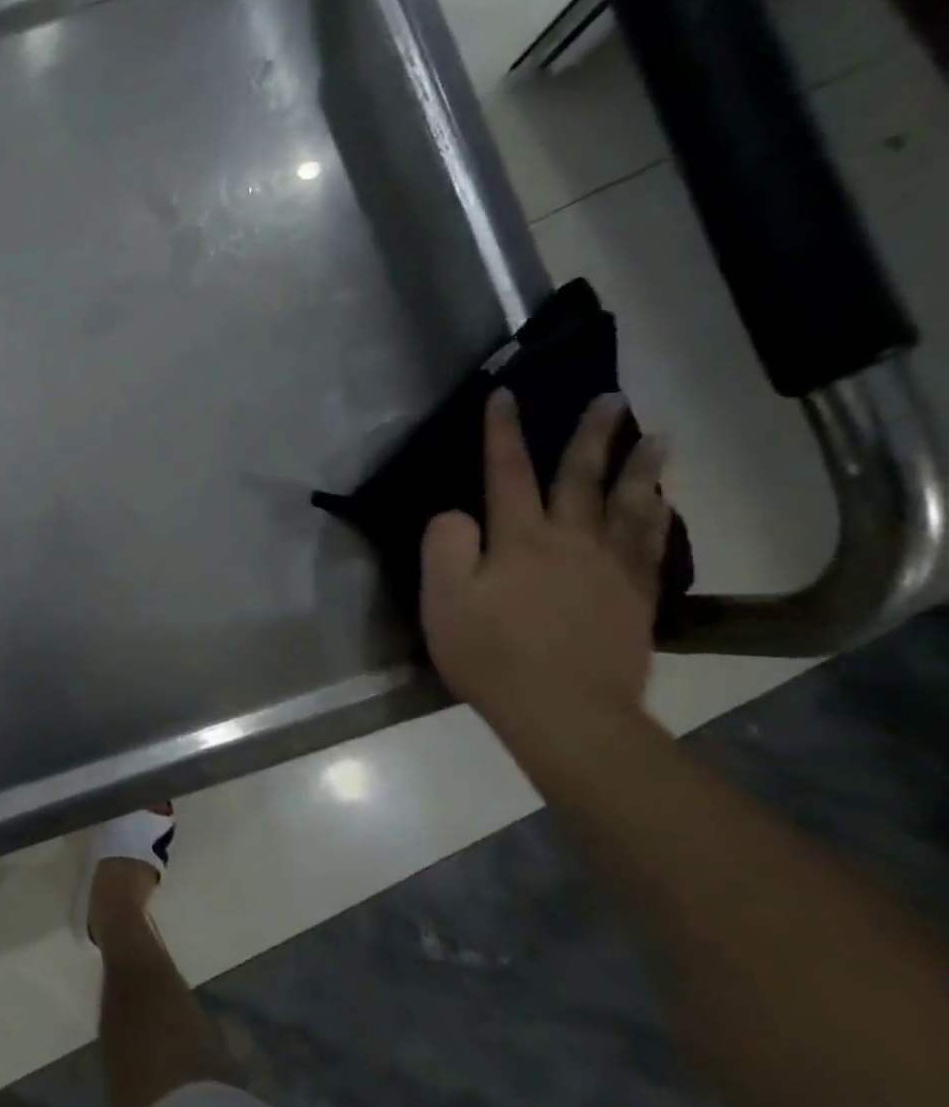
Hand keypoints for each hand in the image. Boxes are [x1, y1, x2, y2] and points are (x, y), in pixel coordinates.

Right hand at [420, 390, 667, 740]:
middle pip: (582, 478)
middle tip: (611, 399)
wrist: (565, 712)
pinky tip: (662, 504)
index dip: (503, 432)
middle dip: (592, 436)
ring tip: (657, 438)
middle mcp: (571, 541)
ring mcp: (610, 569)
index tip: (506, 394)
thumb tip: (458, 514)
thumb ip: (445, 546)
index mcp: (520, 539)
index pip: (508, 473)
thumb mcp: (444, 600)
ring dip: (641, 468)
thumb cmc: (491, 653)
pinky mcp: (635, 599)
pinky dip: (658, 517)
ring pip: (630, 505)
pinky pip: (651, 545)